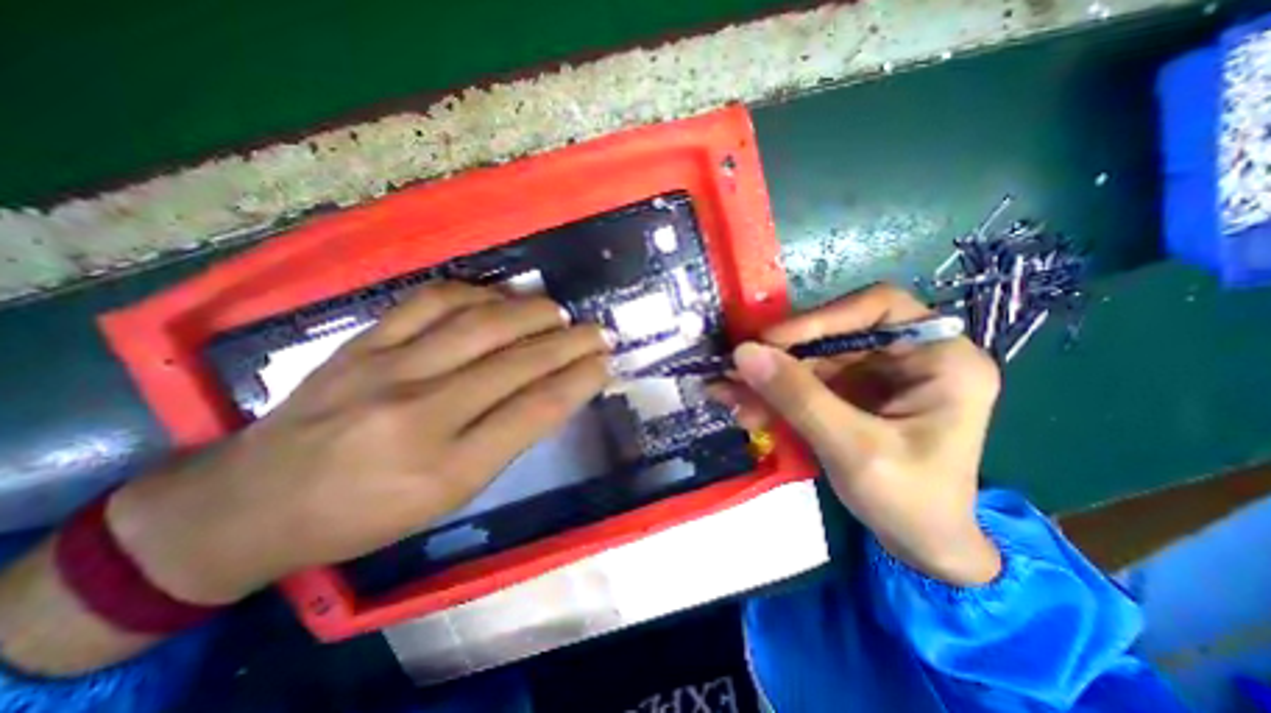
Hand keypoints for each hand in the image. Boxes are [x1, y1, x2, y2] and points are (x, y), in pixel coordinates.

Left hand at [105, 281, 612, 604]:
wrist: (255, 502)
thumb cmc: (367, 514)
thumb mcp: (450, 497)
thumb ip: (504, 441)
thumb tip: (551, 392)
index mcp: (449, 467)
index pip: (536, 409)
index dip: (580, 379)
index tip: (605, 363)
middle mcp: (422, 412)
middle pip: (518, 362)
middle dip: (571, 343)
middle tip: (599, 332)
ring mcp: (388, 368)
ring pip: (481, 324)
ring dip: (532, 313)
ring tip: (560, 314)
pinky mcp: (363, 342)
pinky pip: (432, 301)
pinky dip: (478, 293)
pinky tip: (501, 298)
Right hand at [710, 285, 998, 585]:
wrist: (920, 548)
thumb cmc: (910, 502)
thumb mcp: (853, 449)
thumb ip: (798, 398)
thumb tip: (743, 353)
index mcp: (941, 359)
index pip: (877, 308)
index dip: (819, 318)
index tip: (769, 341)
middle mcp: (908, 356)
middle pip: (833, 334)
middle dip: (781, 355)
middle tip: (735, 369)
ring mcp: (876, 374)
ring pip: (811, 358)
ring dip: (768, 377)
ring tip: (728, 393)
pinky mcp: (850, 392)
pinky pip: (804, 381)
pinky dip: (774, 394)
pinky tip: (745, 407)